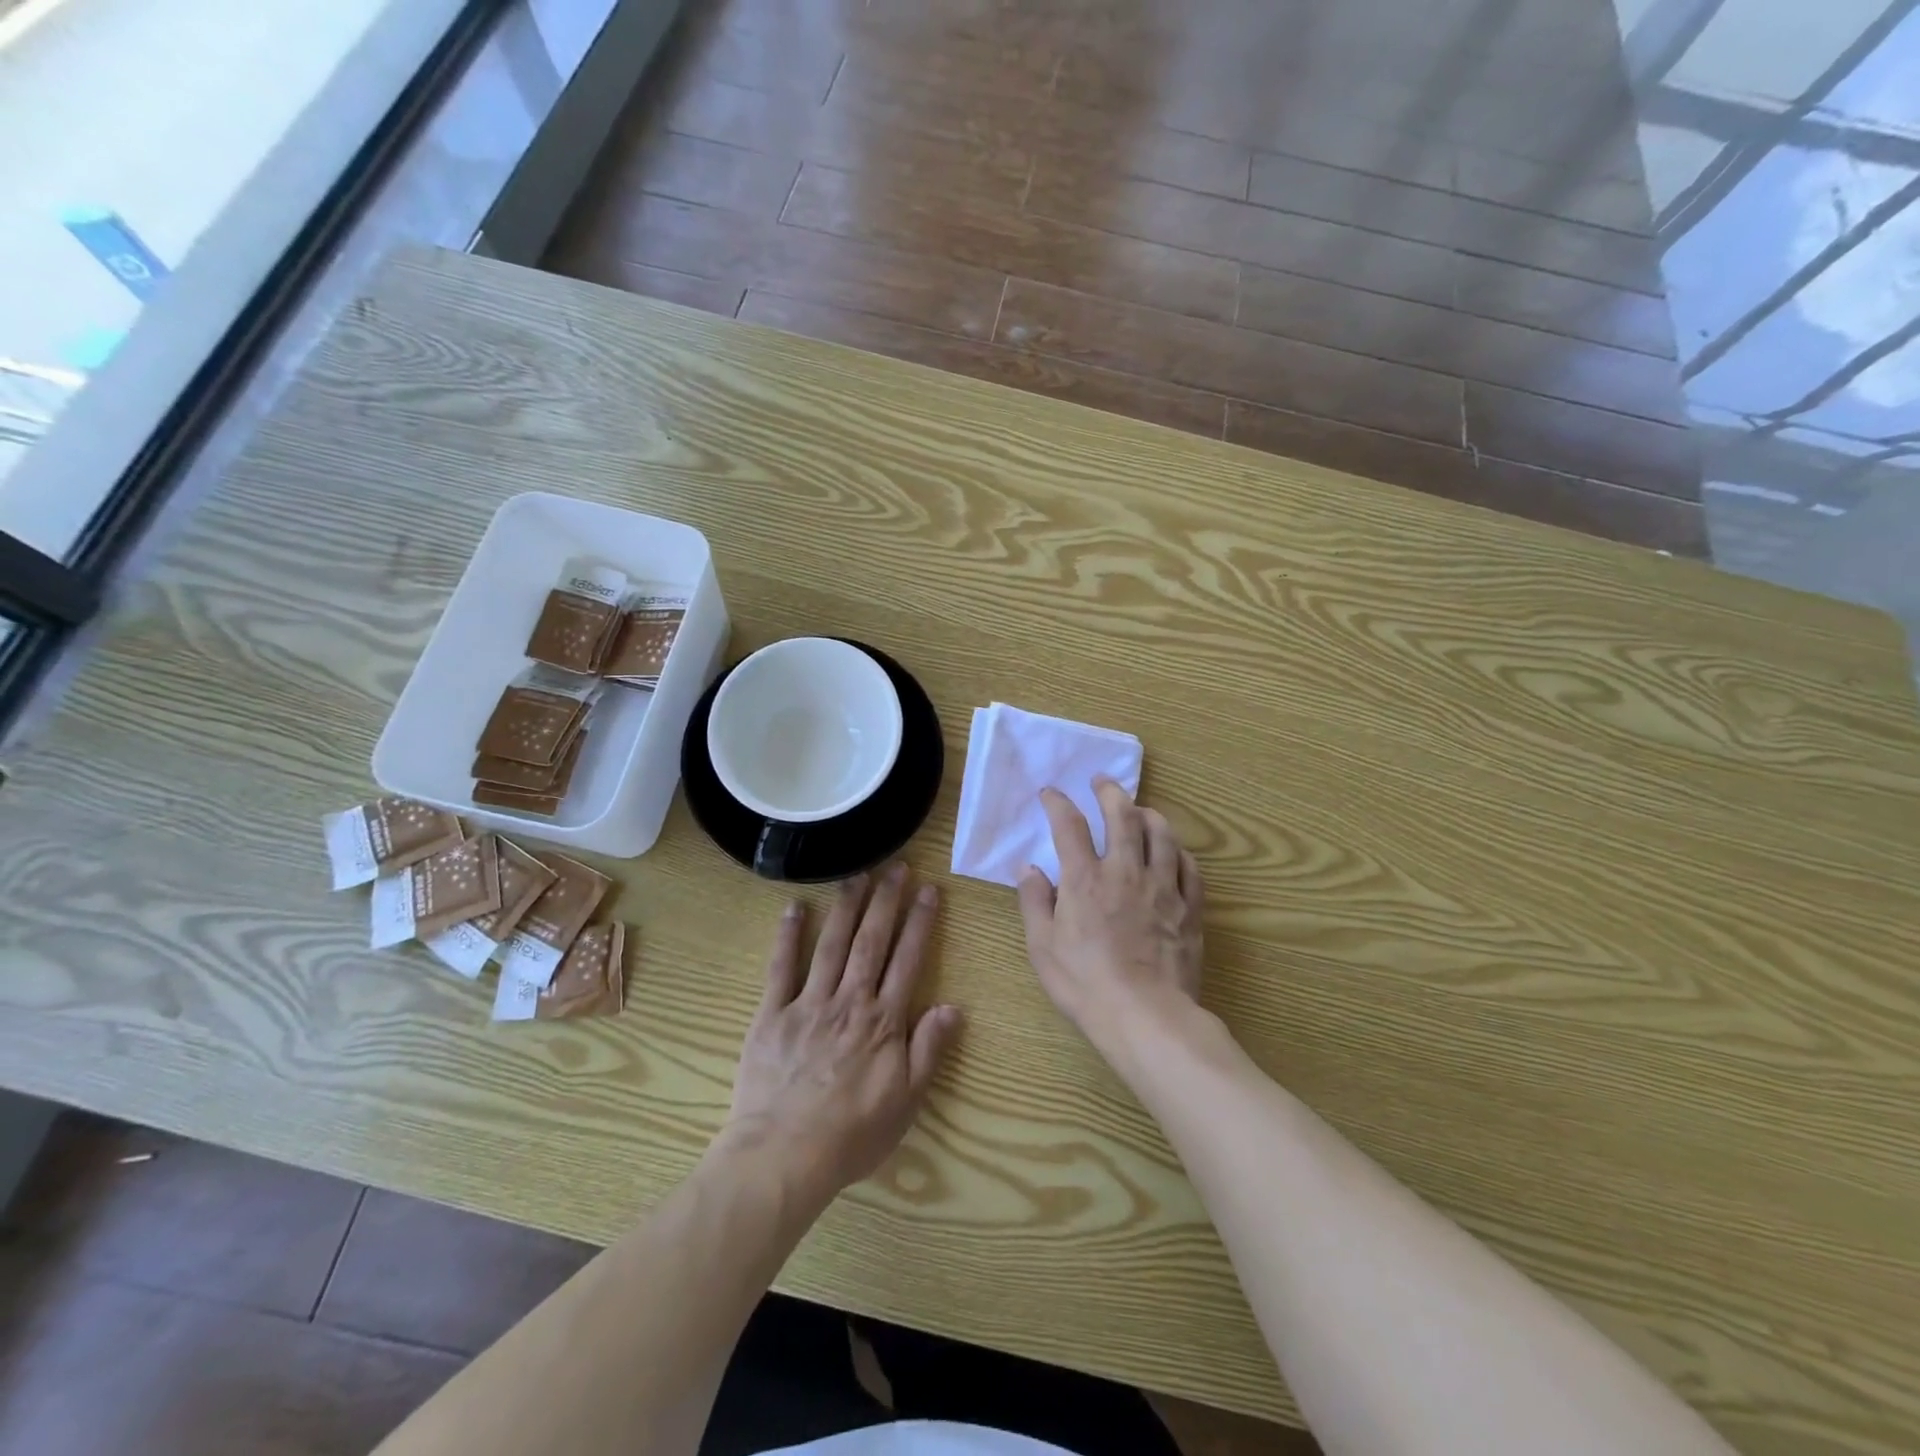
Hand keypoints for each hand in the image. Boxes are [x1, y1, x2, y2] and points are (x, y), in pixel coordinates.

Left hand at [722, 864, 961, 1205]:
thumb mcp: (906, 1101)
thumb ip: (929, 1050)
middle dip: (886, 901)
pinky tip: (794, 907)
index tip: (928, 890)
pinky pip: (780, 968)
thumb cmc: (852, 1134)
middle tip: (896, 867)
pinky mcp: (772, 1014)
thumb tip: (953, 1006)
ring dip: (846, 906)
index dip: (920, 922)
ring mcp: (809, 1003)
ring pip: (832, 944)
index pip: (908, 960)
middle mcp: (849, 1000)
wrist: (783, 1156)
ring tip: (857, 874)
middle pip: (871, 941)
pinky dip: (788, 936)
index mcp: (883, 1020)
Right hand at [1017, 779, 1204, 1053]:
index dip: (1058, 803)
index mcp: (1085, 880)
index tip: (1051, 793)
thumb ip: (1034, 902)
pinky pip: (1190, 867)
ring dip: (1149, 813)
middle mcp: (1125, 872)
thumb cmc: (1086, 984)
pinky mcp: (1190, 908)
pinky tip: (1173, 851)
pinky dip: (1179, 851)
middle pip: (1122, 816)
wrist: (1146, 1017)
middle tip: (1102, 781)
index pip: (1069, 826)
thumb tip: (1030, 868)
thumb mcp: (1043, 947)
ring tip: (1141, 809)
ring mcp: (1163, 888)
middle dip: (1110, 791)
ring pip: (1161, 834)